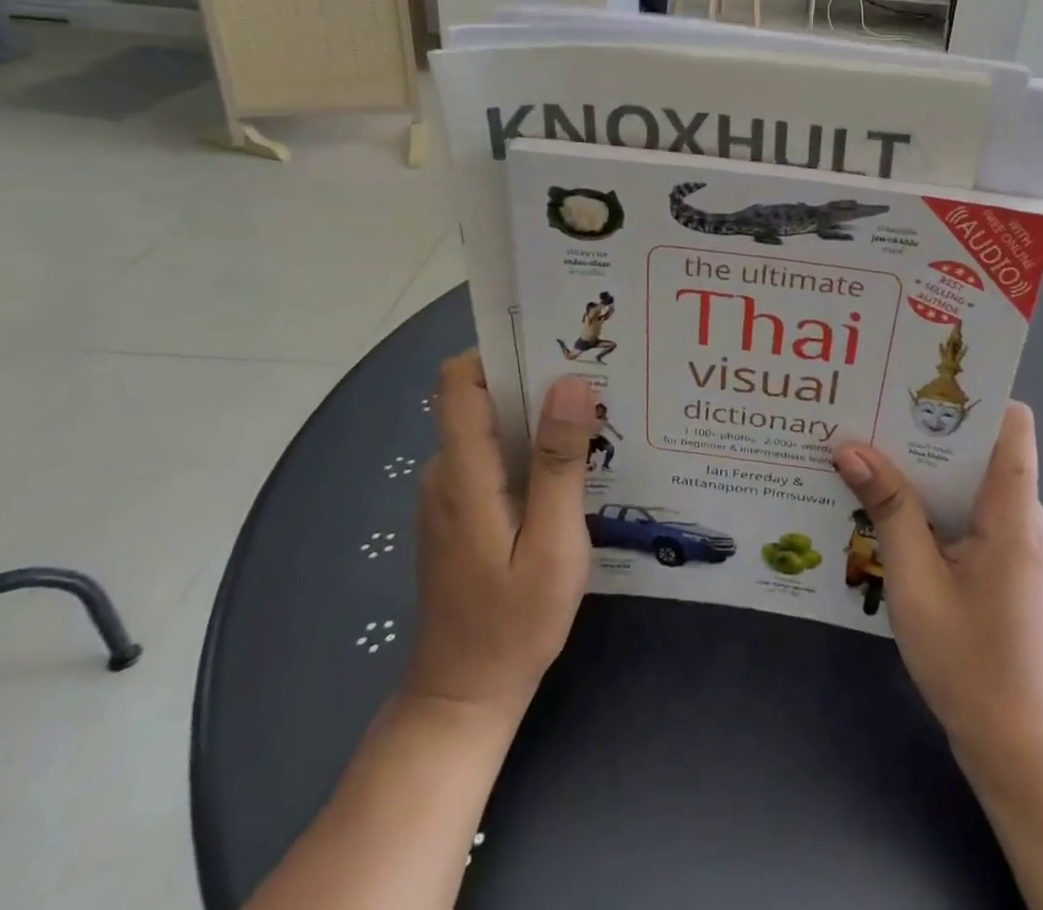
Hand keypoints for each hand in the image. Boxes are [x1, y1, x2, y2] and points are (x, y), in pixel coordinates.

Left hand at [402, 355, 596, 718]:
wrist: (462, 698)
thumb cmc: (513, 623)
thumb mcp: (552, 544)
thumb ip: (559, 463)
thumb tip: (570, 384)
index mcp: (463, 473)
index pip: (459, 382)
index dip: (499, 351)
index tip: (554, 344)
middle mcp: (445, 473)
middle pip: (480, 399)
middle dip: (534, 381)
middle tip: (597, 381)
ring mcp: (448, 495)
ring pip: (490, 430)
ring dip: (536, 418)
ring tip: (594, 419)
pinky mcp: (458, 514)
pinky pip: (491, 459)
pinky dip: (527, 450)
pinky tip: (571, 469)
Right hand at [832, 404, 1042, 756]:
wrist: (1013, 743)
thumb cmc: (968, 661)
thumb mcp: (915, 581)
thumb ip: (888, 508)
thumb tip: (850, 447)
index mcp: (1011, 510)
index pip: (1013, 423)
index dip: (976, 393)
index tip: (920, 380)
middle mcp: (1019, 513)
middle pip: (981, 444)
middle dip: (927, 424)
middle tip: (872, 407)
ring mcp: (1011, 537)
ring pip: (969, 476)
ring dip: (922, 462)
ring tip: (868, 445)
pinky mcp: (999, 558)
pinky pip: (965, 506)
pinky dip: (930, 495)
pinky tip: (886, 501)